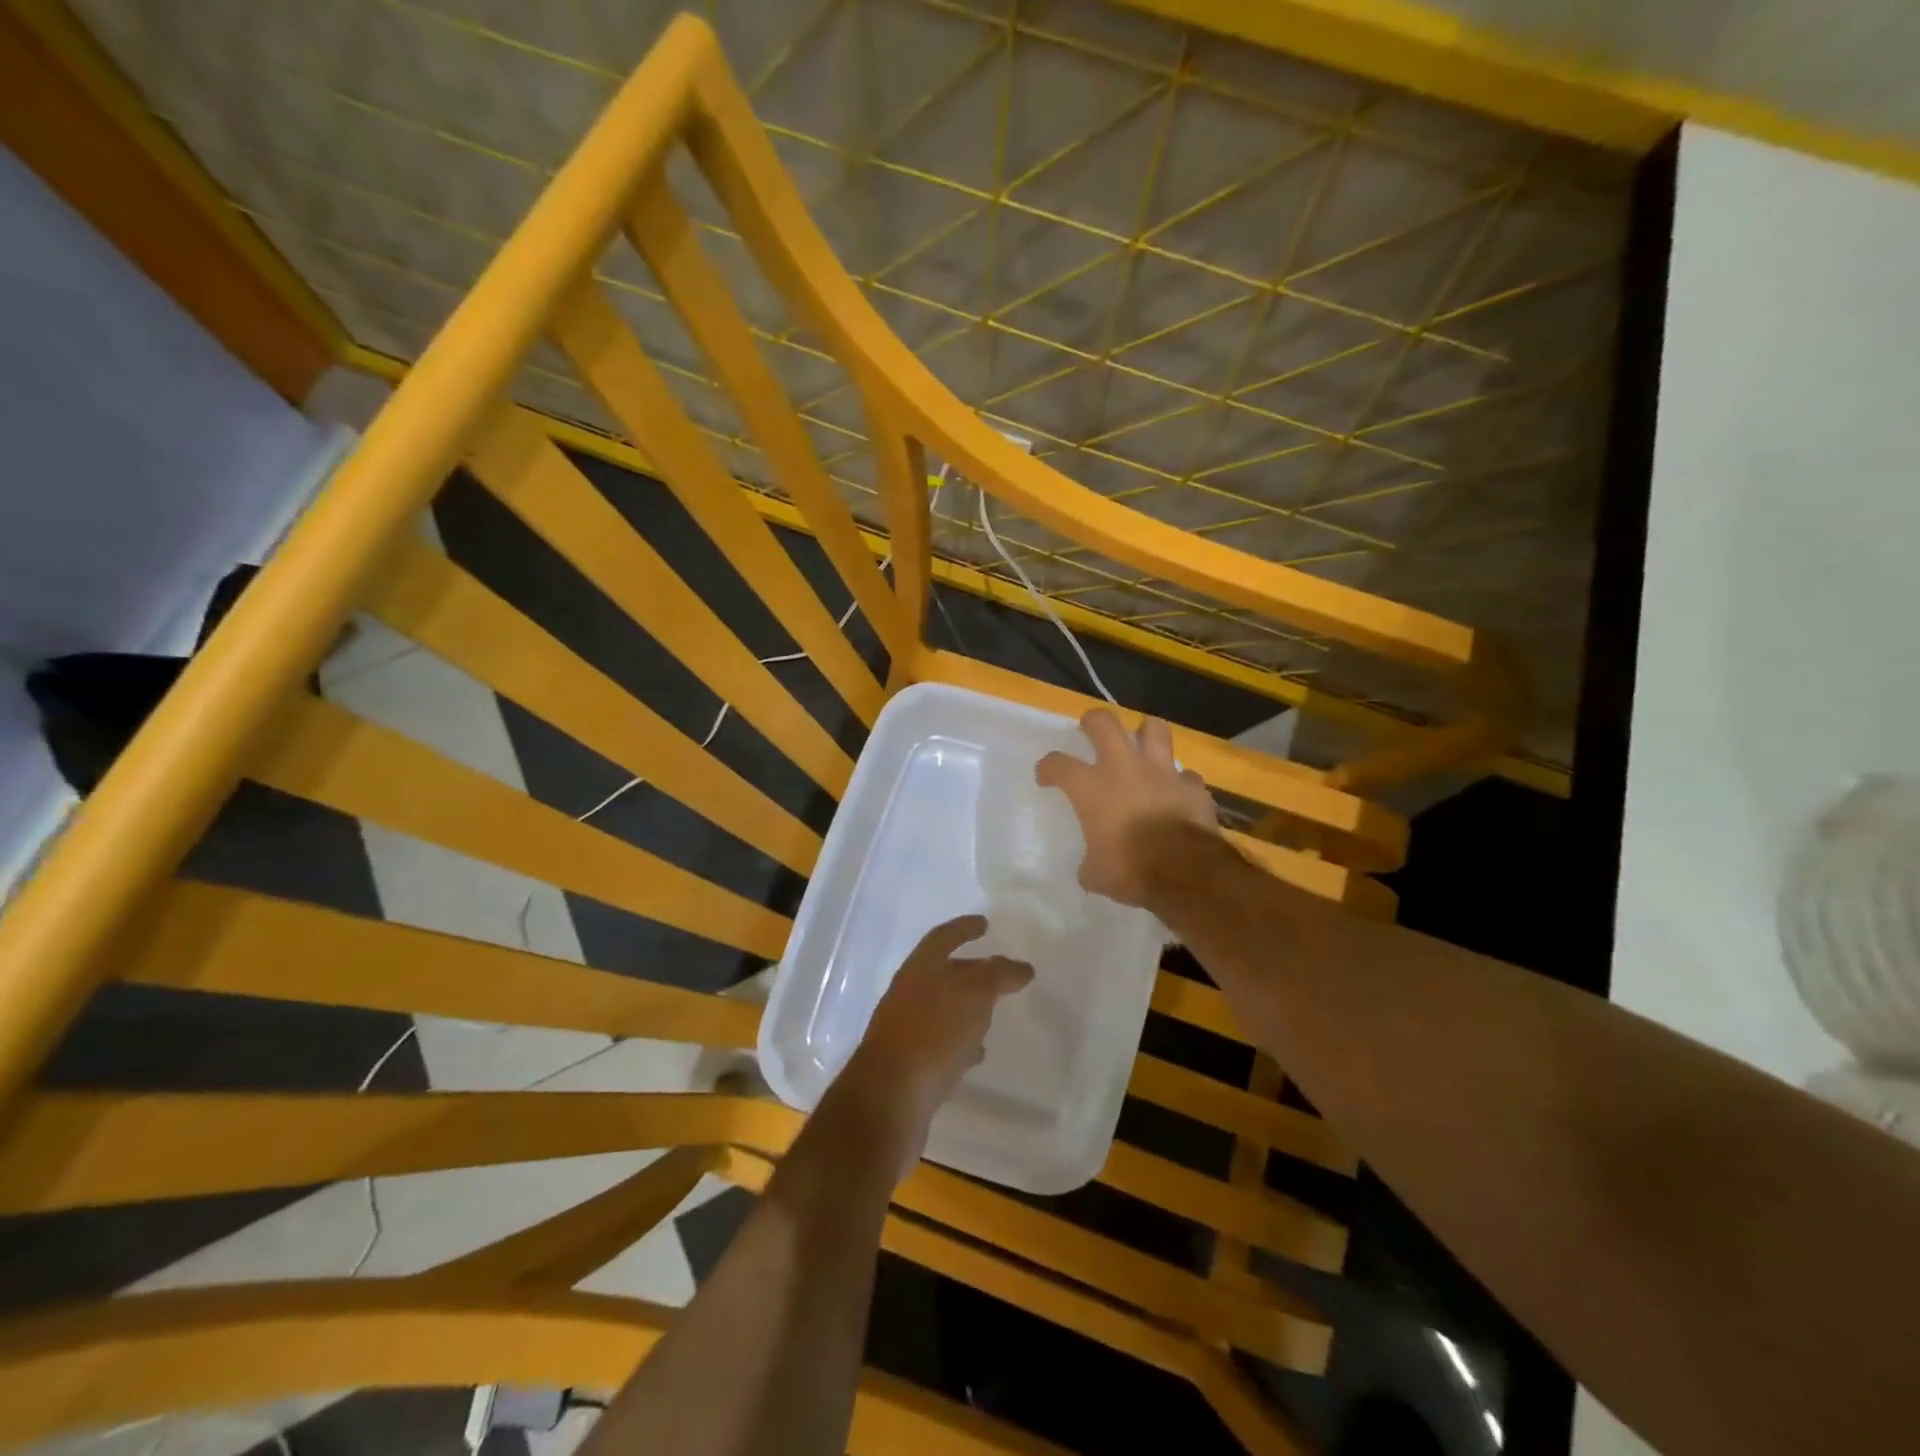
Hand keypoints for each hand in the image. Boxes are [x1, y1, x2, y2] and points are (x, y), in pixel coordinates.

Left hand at [838, 915, 1032, 1172]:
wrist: (888, 1101)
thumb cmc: (932, 1036)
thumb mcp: (973, 996)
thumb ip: (997, 976)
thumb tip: (1019, 967)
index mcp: (919, 970)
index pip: (943, 938)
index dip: (964, 928)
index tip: (985, 924)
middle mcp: (907, 994)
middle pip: (942, 973)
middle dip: (970, 970)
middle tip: (1000, 974)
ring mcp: (904, 1030)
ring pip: (941, 1009)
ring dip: (966, 1008)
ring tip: (993, 1015)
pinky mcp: (907, 1065)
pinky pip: (938, 1043)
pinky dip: (959, 1041)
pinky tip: (975, 1054)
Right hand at [1036, 709, 1218, 907]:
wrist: (1186, 871)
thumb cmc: (1130, 870)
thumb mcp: (1095, 874)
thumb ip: (1090, 862)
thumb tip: (1091, 867)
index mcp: (1092, 788)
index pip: (1058, 764)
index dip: (1048, 767)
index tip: (1045, 776)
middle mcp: (1125, 769)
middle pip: (1104, 724)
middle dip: (1094, 721)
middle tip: (1090, 728)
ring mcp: (1163, 773)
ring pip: (1154, 730)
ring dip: (1146, 733)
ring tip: (1142, 742)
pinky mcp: (1193, 786)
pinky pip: (1186, 775)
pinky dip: (1180, 782)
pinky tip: (1177, 793)